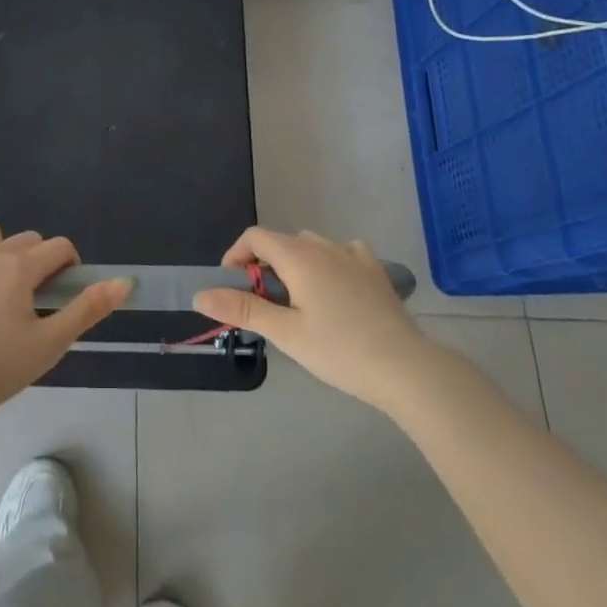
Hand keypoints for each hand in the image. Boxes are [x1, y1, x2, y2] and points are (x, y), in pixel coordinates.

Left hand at [0, 222, 130, 418]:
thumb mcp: (51, 342)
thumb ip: (88, 309)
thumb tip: (125, 281)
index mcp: (21, 266)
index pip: (58, 247)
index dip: (69, 265)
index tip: (64, 294)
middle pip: (26, 239)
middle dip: (39, 260)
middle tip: (35, 299)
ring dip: (0, 248)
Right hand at [192, 227, 431, 409]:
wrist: (406, 368)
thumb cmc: (339, 350)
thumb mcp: (285, 333)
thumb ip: (242, 308)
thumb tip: (199, 294)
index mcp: (298, 256)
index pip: (255, 237)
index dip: (236, 256)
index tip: (232, 287)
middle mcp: (323, 246)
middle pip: (281, 241)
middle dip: (263, 265)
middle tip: (263, 305)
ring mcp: (353, 256)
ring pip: (311, 246)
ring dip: (294, 264)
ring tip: (296, 302)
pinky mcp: (374, 271)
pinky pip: (343, 252)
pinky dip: (329, 262)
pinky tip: (334, 288)